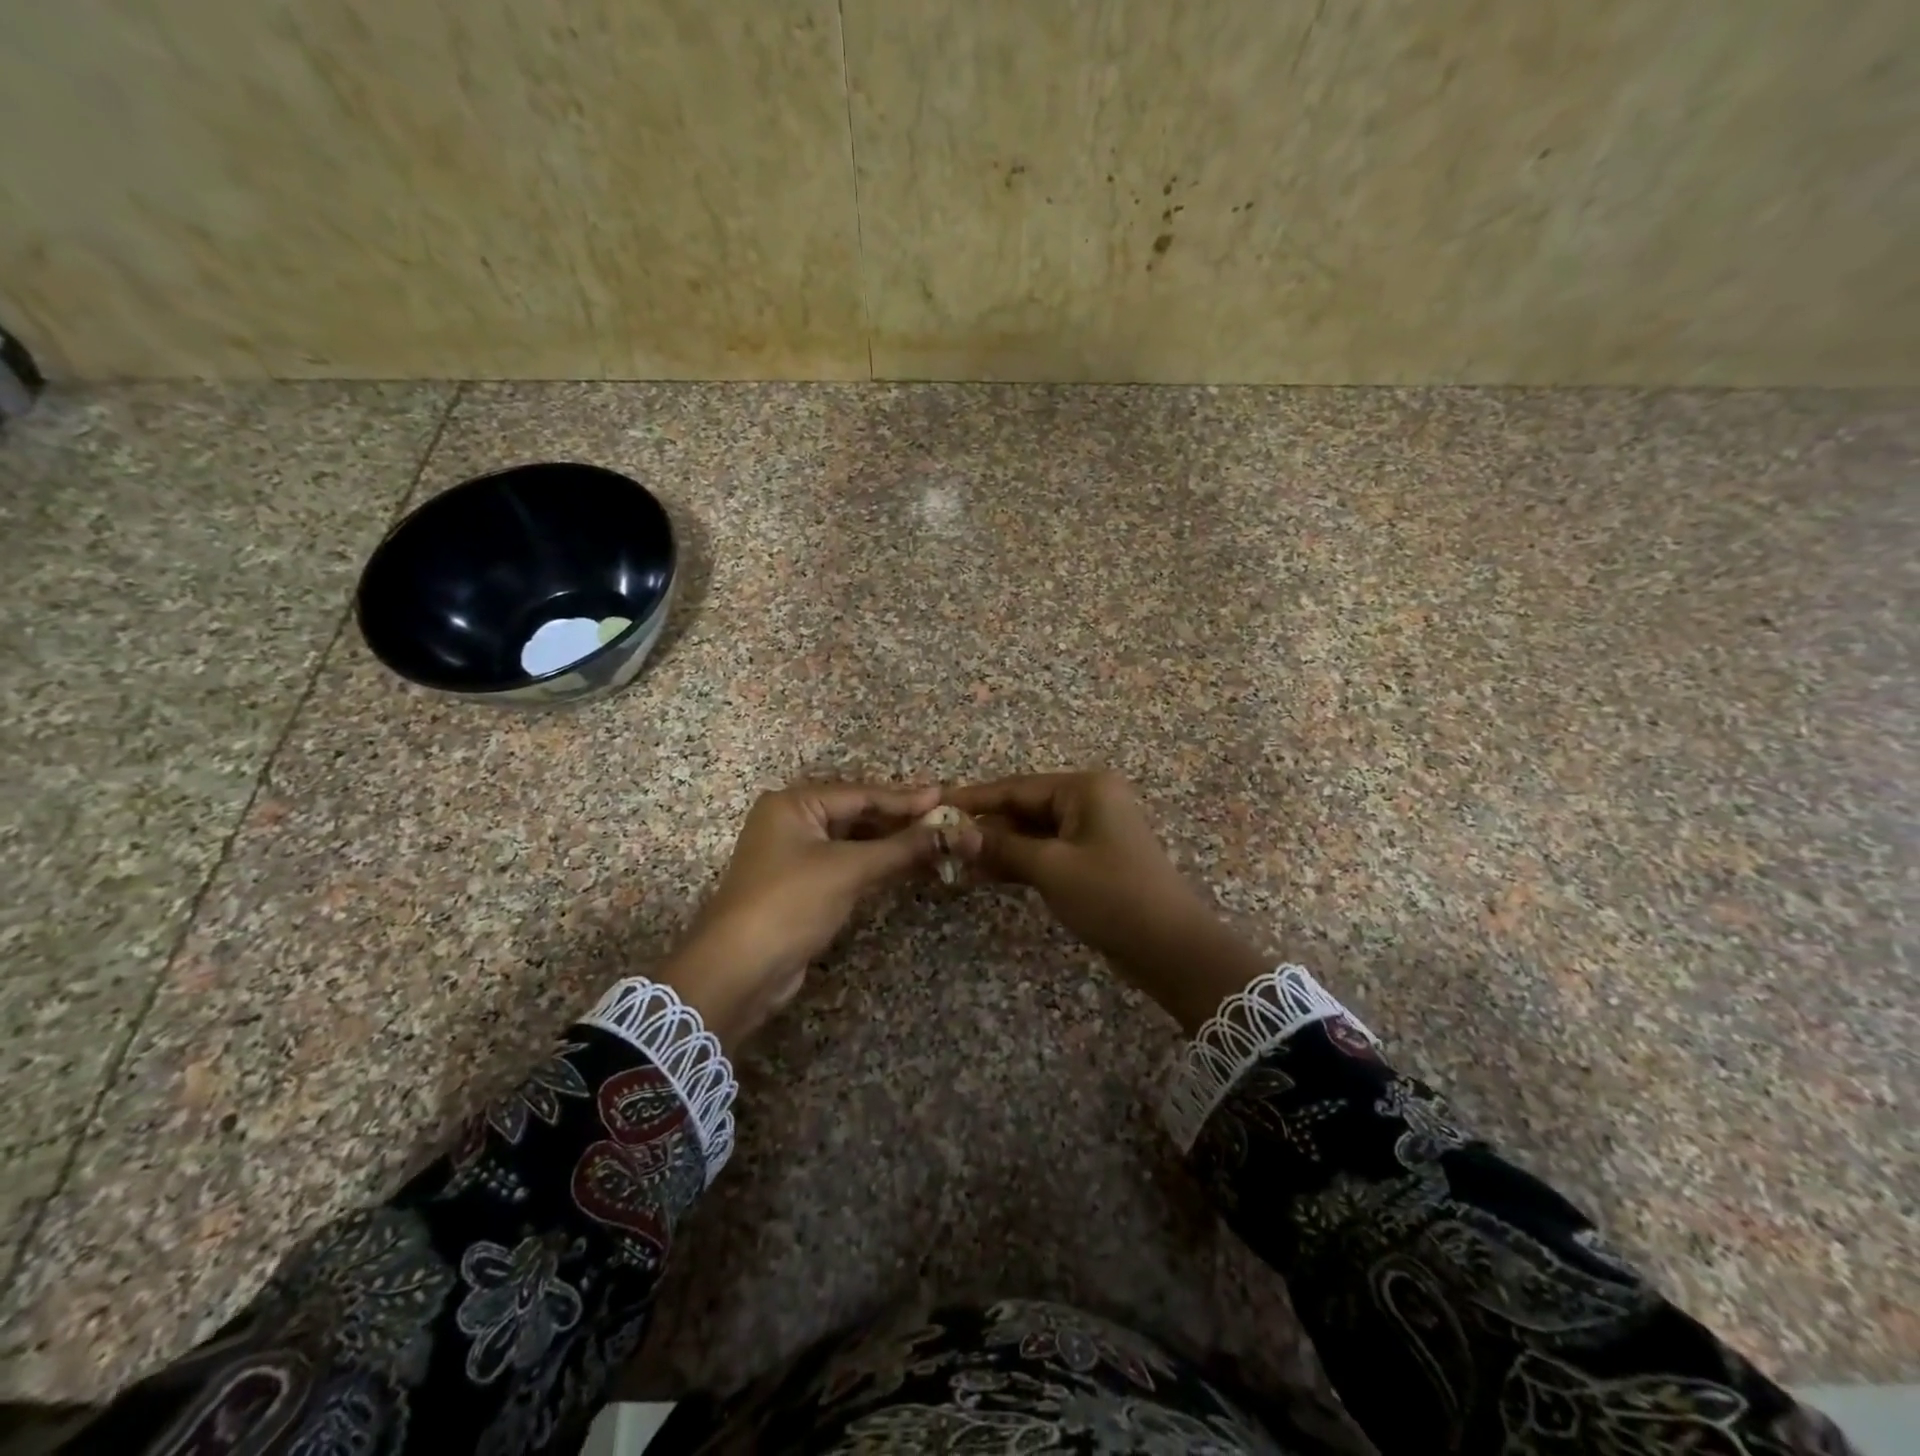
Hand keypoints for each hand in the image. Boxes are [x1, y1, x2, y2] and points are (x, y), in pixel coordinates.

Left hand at [658, 782, 960, 1048]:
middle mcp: (791, 821)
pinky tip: (904, 864)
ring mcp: (794, 855)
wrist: (739, 970)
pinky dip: (874, 863)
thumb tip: (952, 831)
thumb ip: (901, 848)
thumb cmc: (791, 903)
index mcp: (794, 803)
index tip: (944, 797)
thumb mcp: (849, 870)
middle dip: (899, 820)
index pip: (861, 794)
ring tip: (933, 840)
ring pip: (852, 840)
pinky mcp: (800, 885)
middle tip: (944, 819)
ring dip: (890, 843)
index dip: (905, 799)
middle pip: (856, 814)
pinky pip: (845, 863)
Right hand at [946, 771, 1270, 1031]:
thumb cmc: (1111, 895)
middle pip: (1023, 807)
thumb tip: (953, 834)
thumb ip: (1001, 847)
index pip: (1016, 787)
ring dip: (998, 846)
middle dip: (984, 825)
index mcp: (1084, 788)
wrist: (1169, 947)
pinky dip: (1018, 861)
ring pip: (1032, 832)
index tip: (934, 805)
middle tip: (938, 839)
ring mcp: (1092, 831)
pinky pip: (1046, 851)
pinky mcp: (1092, 859)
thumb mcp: (1051, 867)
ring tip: (954, 859)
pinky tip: (984, 872)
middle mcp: (1089, 801)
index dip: (973, 798)